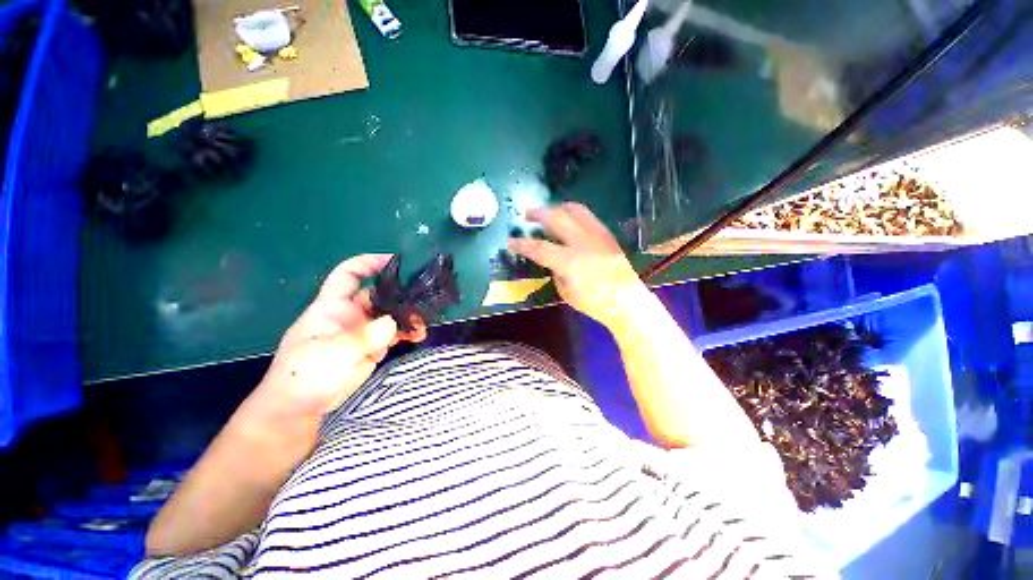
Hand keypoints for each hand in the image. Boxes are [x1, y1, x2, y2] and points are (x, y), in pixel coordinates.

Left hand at [253, 254, 426, 420]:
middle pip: (379, 295)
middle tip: (422, 298)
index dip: (368, 263)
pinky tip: (418, 335)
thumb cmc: (304, 374)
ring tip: (423, 323)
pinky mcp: (373, 346)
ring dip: (407, 316)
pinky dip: (407, 332)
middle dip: (399, 294)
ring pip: (390, 315)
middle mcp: (350, 314)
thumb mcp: (330, 353)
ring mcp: (363, 331)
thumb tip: (392, 323)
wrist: (300, 407)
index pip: (349, 275)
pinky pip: (394, 333)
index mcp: (333, 306)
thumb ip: (363, 338)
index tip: (394, 261)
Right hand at [508, 203, 646, 328]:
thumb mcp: (567, 293)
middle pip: (556, 218)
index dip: (521, 245)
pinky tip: (568, 218)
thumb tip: (553, 262)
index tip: (510, 242)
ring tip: (548, 211)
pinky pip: (587, 216)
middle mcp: (582, 242)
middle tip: (527, 214)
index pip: (539, 248)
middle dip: (538, 214)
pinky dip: (573, 212)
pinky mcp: (607, 234)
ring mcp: (597, 235)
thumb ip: (556, 273)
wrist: (628, 302)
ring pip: (574, 210)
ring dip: (556, 208)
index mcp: (570, 261)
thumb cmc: (595, 303)